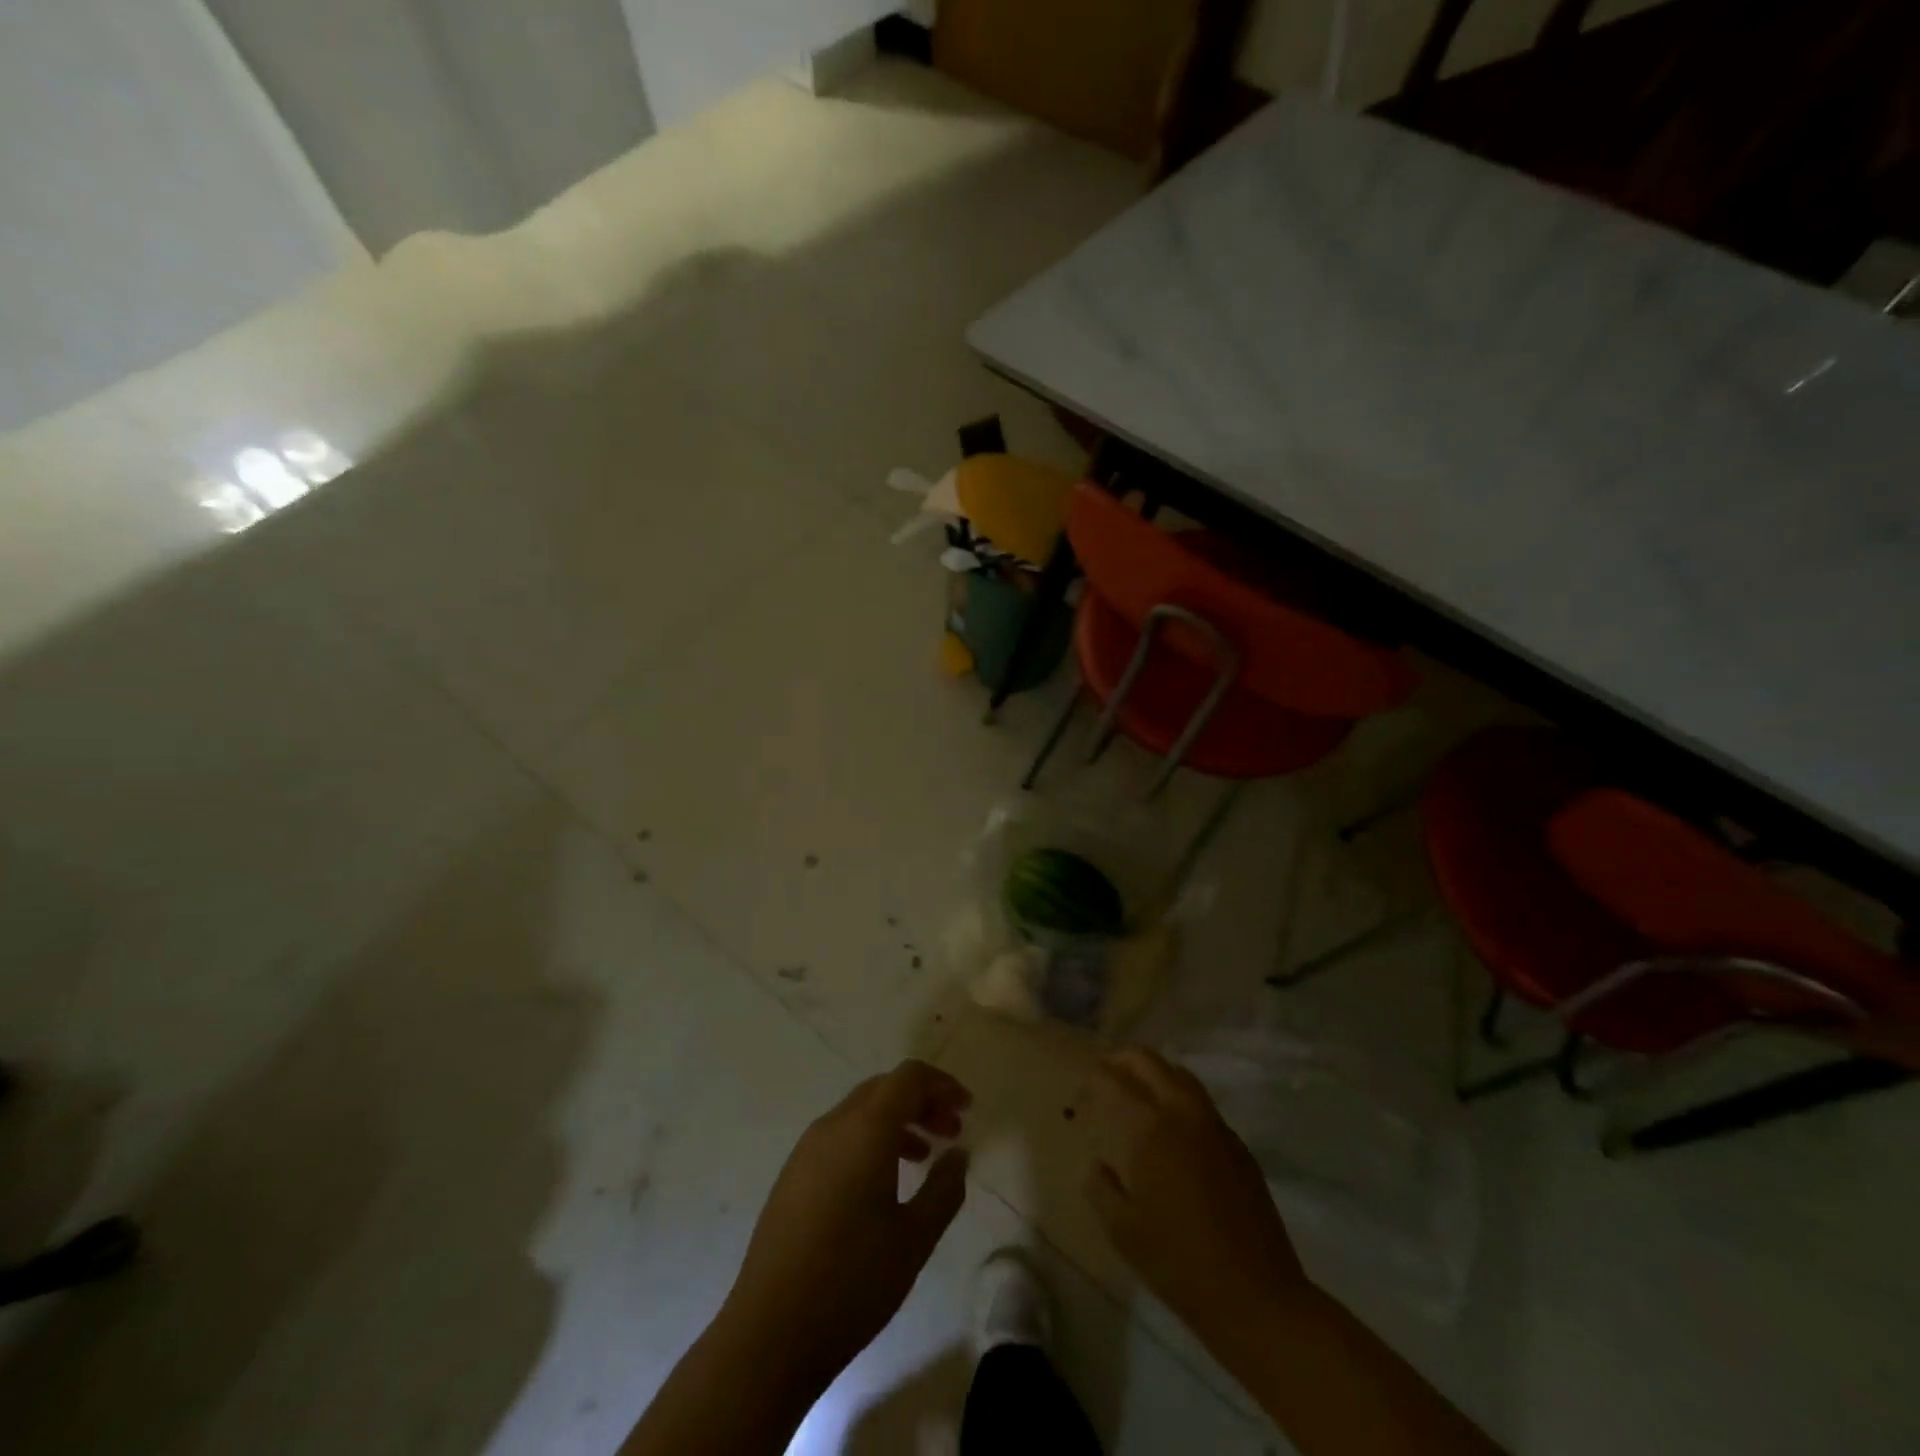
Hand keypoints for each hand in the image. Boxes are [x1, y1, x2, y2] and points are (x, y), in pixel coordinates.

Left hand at [718, 1059, 972, 1390]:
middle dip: (922, 1101)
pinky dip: (871, 1141)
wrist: (769, 1333)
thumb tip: (958, 1154)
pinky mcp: (792, 1175)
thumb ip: (944, 1189)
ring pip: (861, 1112)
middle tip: (951, 1132)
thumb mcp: (914, 1239)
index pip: (908, 1078)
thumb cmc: (852, 1282)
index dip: (942, 1084)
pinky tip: (884, 1184)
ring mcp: (807, 1149)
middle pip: (884, 1089)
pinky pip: (840, 1136)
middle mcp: (833, 1126)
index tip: (967, 1108)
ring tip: (924, 1157)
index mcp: (865, 1129)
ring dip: (897, 1121)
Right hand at [1083, 1047, 1309, 1333]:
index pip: (1111, 1078)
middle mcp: (1181, 1111)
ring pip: (1178, 1073)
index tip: (1080, 1100)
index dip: (1091, 1081)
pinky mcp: (1237, 1143)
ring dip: (1153, 1074)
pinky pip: (1201, 1102)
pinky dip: (1178, 1099)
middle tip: (1104, 1083)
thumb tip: (1097, 1164)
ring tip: (1137, 1098)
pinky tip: (1173, 1132)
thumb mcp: (1122, 1230)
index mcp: (1148, 1127)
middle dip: (1120, 1062)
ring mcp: (1214, 1124)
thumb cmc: (1178, 1263)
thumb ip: (1100, 1186)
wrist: (1256, 1296)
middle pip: (1146, 1060)